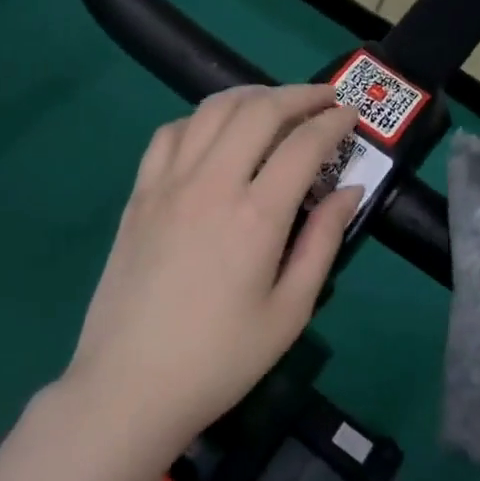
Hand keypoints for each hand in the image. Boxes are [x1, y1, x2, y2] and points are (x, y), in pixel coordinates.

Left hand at [65, 85, 361, 450]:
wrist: (129, 385)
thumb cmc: (221, 359)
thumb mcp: (289, 311)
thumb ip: (323, 242)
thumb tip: (348, 191)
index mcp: (256, 216)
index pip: (303, 144)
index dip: (332, 122)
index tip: (350, 115)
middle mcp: (211, 184)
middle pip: (257, 111)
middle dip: (297, 95)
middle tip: (323, 98)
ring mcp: (167, 184)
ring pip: (210, 111)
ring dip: (249, 96)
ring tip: (274, 105)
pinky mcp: (138, 195)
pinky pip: (169, 134)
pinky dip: (200, 119)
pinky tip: (213, 134)